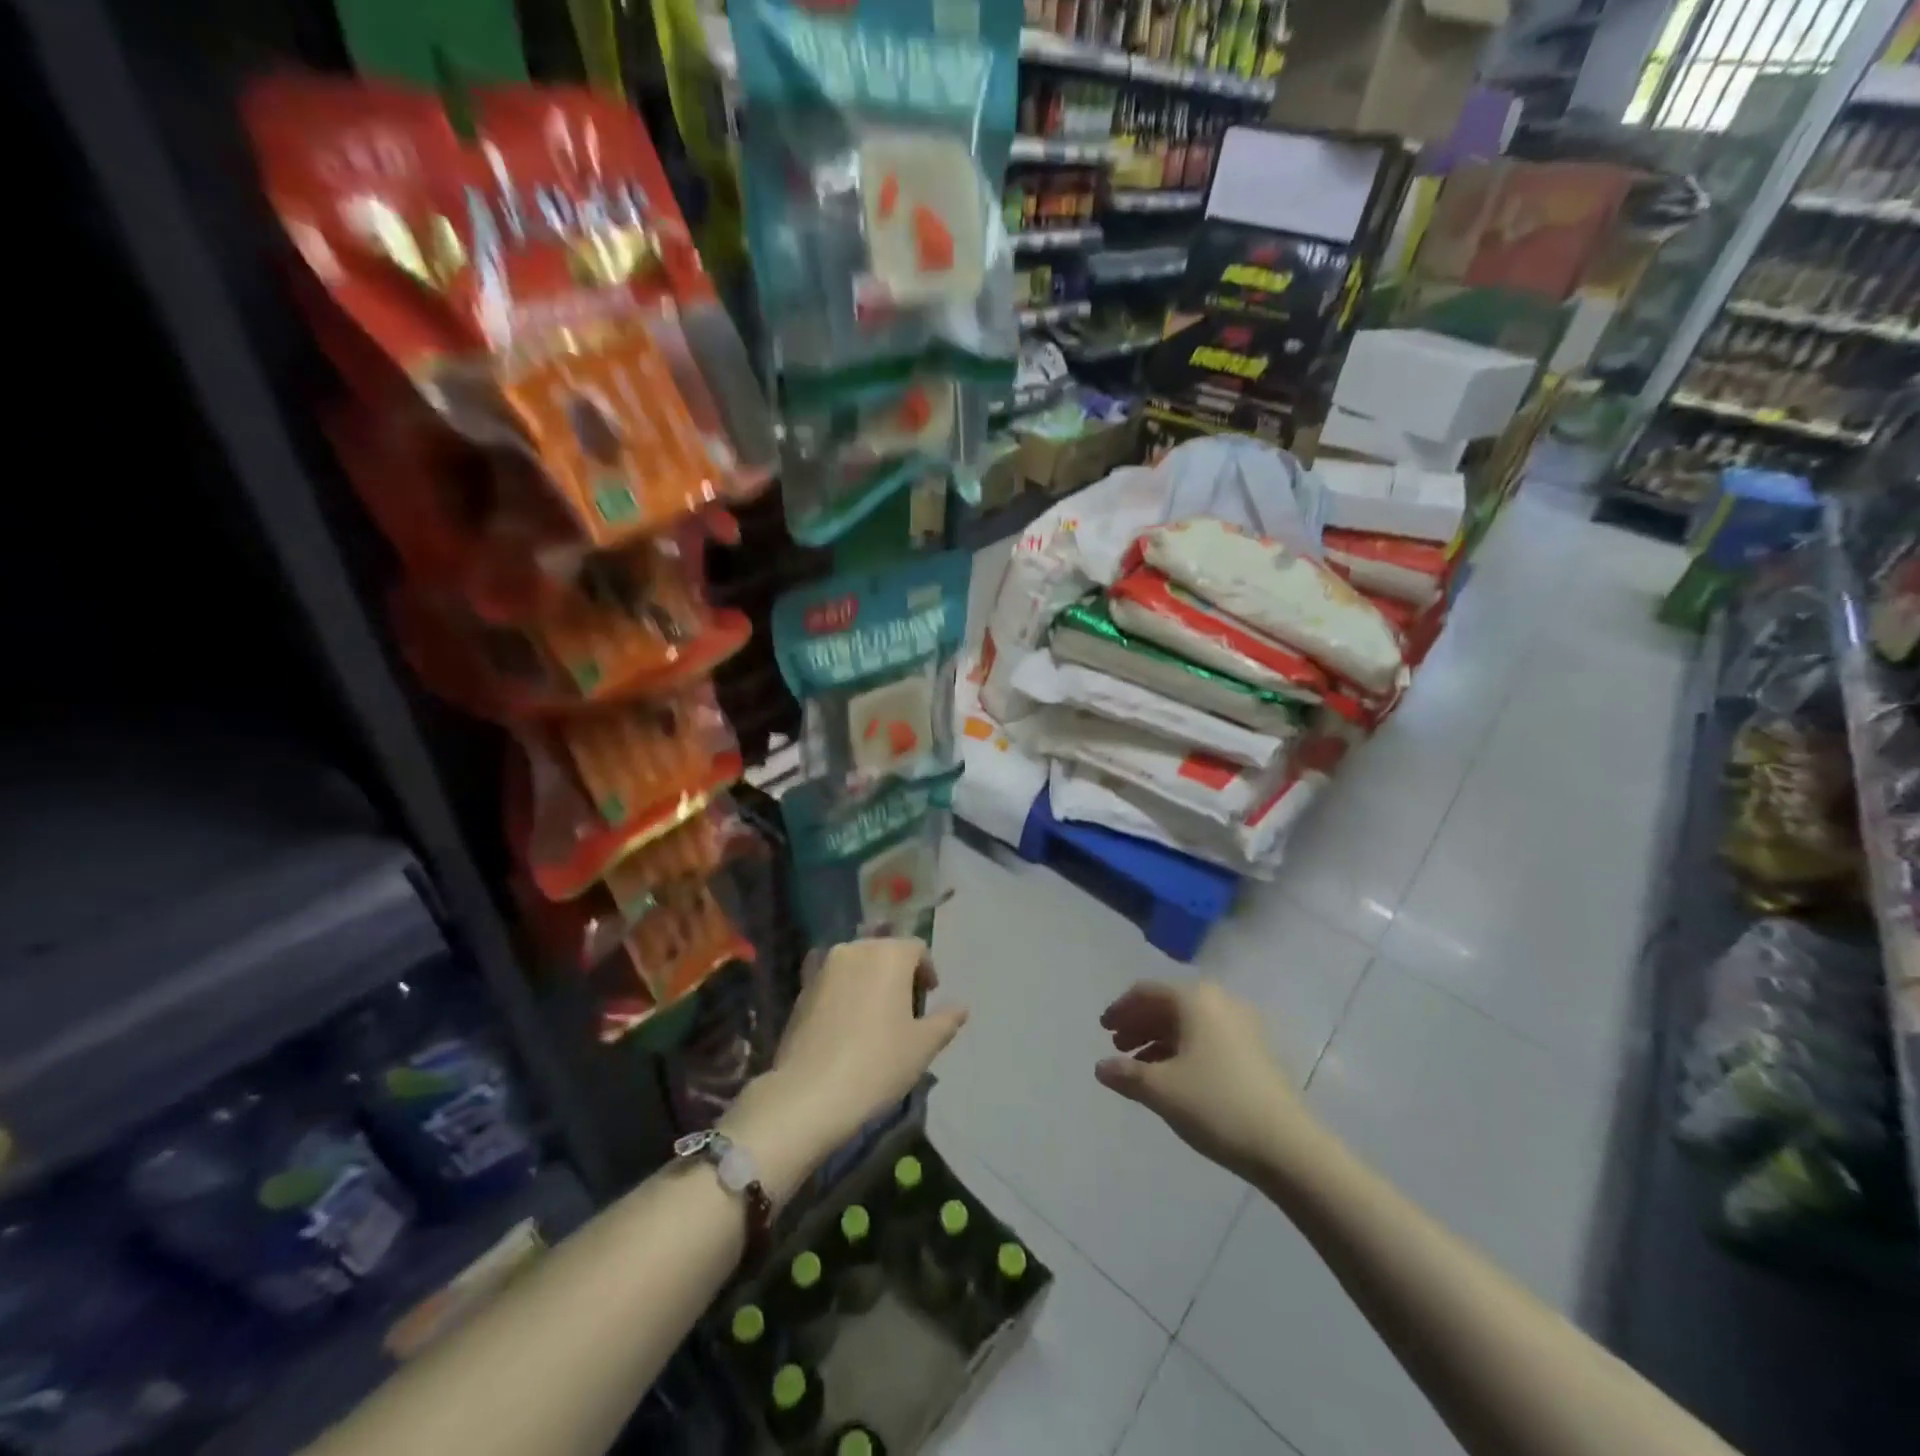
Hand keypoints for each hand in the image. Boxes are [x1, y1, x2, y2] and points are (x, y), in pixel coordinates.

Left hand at [721, 938, 967, 1198]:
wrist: (810, 1093)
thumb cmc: (878, 1063)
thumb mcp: (923, 1046)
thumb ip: (945, 1021)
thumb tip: (962, 1008)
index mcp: (889, 954)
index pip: (917, 949)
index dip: (927, 971)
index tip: (929, 998)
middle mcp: (855, 949)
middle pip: (885, 951)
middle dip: (898, 973)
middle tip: (905, 1008)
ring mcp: (824, 967)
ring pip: (857, 964)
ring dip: (870, 980)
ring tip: (875, 1016)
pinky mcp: (802, 989)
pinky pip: (833, 981)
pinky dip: (844, 992)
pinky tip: (846, 1024)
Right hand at [1096, 980, 1311, 1181]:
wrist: (1288, 1146)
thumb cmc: (1216, 1105)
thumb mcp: (1161, 1090)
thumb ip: (1126, 1073)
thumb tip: (1101, 1067)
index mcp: (1195, 999)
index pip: (1147, 992)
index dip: (1121, 1009)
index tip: (1103, 1030)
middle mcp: (1220, 1002)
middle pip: (1169, 1004)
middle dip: (1140, 1024)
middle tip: (1118, 1047)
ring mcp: (1243, 1026)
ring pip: (1189, 1023)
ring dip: (1160, 1039)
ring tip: (1141, 1067)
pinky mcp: (1256, 1051)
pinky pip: (1208, 1038)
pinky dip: (1184, 1050)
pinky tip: (1173, 1077)